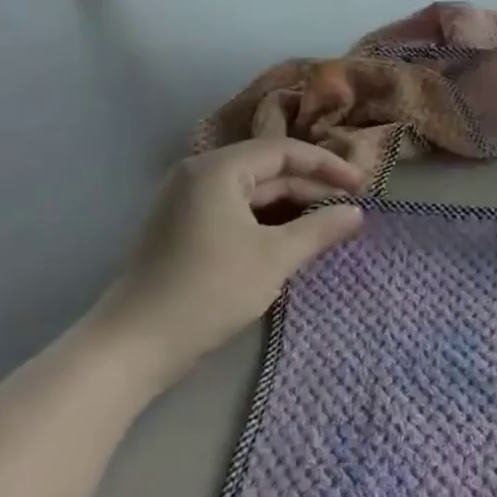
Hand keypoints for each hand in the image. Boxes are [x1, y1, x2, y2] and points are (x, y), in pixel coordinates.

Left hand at [88, 139, 365, 391]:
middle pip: (268, 170)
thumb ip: (320, 229)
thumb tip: (357, 212)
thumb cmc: (209, 290)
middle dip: (311, 188)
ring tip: (328, 225)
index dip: (328, 166)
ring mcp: (186, 202)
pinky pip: (236, 211)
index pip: (284, 151)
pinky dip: (268, 221)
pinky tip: (292, 239)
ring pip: (253, 193)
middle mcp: (198, 175)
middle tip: (350, 209)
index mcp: (217, 169)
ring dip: (292, 206)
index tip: (362, 186)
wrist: (134, 345)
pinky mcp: (182, 228)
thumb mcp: (275, 258)